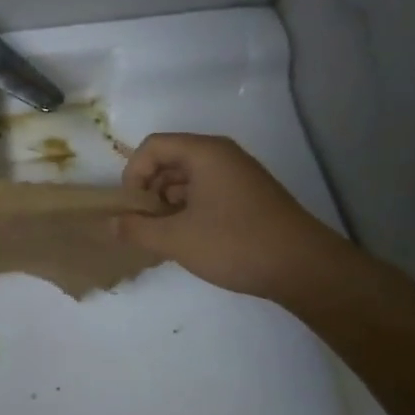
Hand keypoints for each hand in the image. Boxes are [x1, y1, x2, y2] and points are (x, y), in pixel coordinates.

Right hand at [116, 132, 344, 298]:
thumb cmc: (234, 243)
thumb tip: (111, 224)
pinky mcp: (249, 197)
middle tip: (144, 223)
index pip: (153, 147)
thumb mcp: (176, 239)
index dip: (133, 173)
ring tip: (164, 235)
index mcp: (205, 153)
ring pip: (188, 179)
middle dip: (150, 190)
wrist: (303, 267)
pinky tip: (188, 239)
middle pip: (170, 160)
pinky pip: (207, 192)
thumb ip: (136, 229)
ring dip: (168, 203)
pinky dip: (189, 210)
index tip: (131, 207)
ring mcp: (239, 176)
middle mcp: (222, 156)